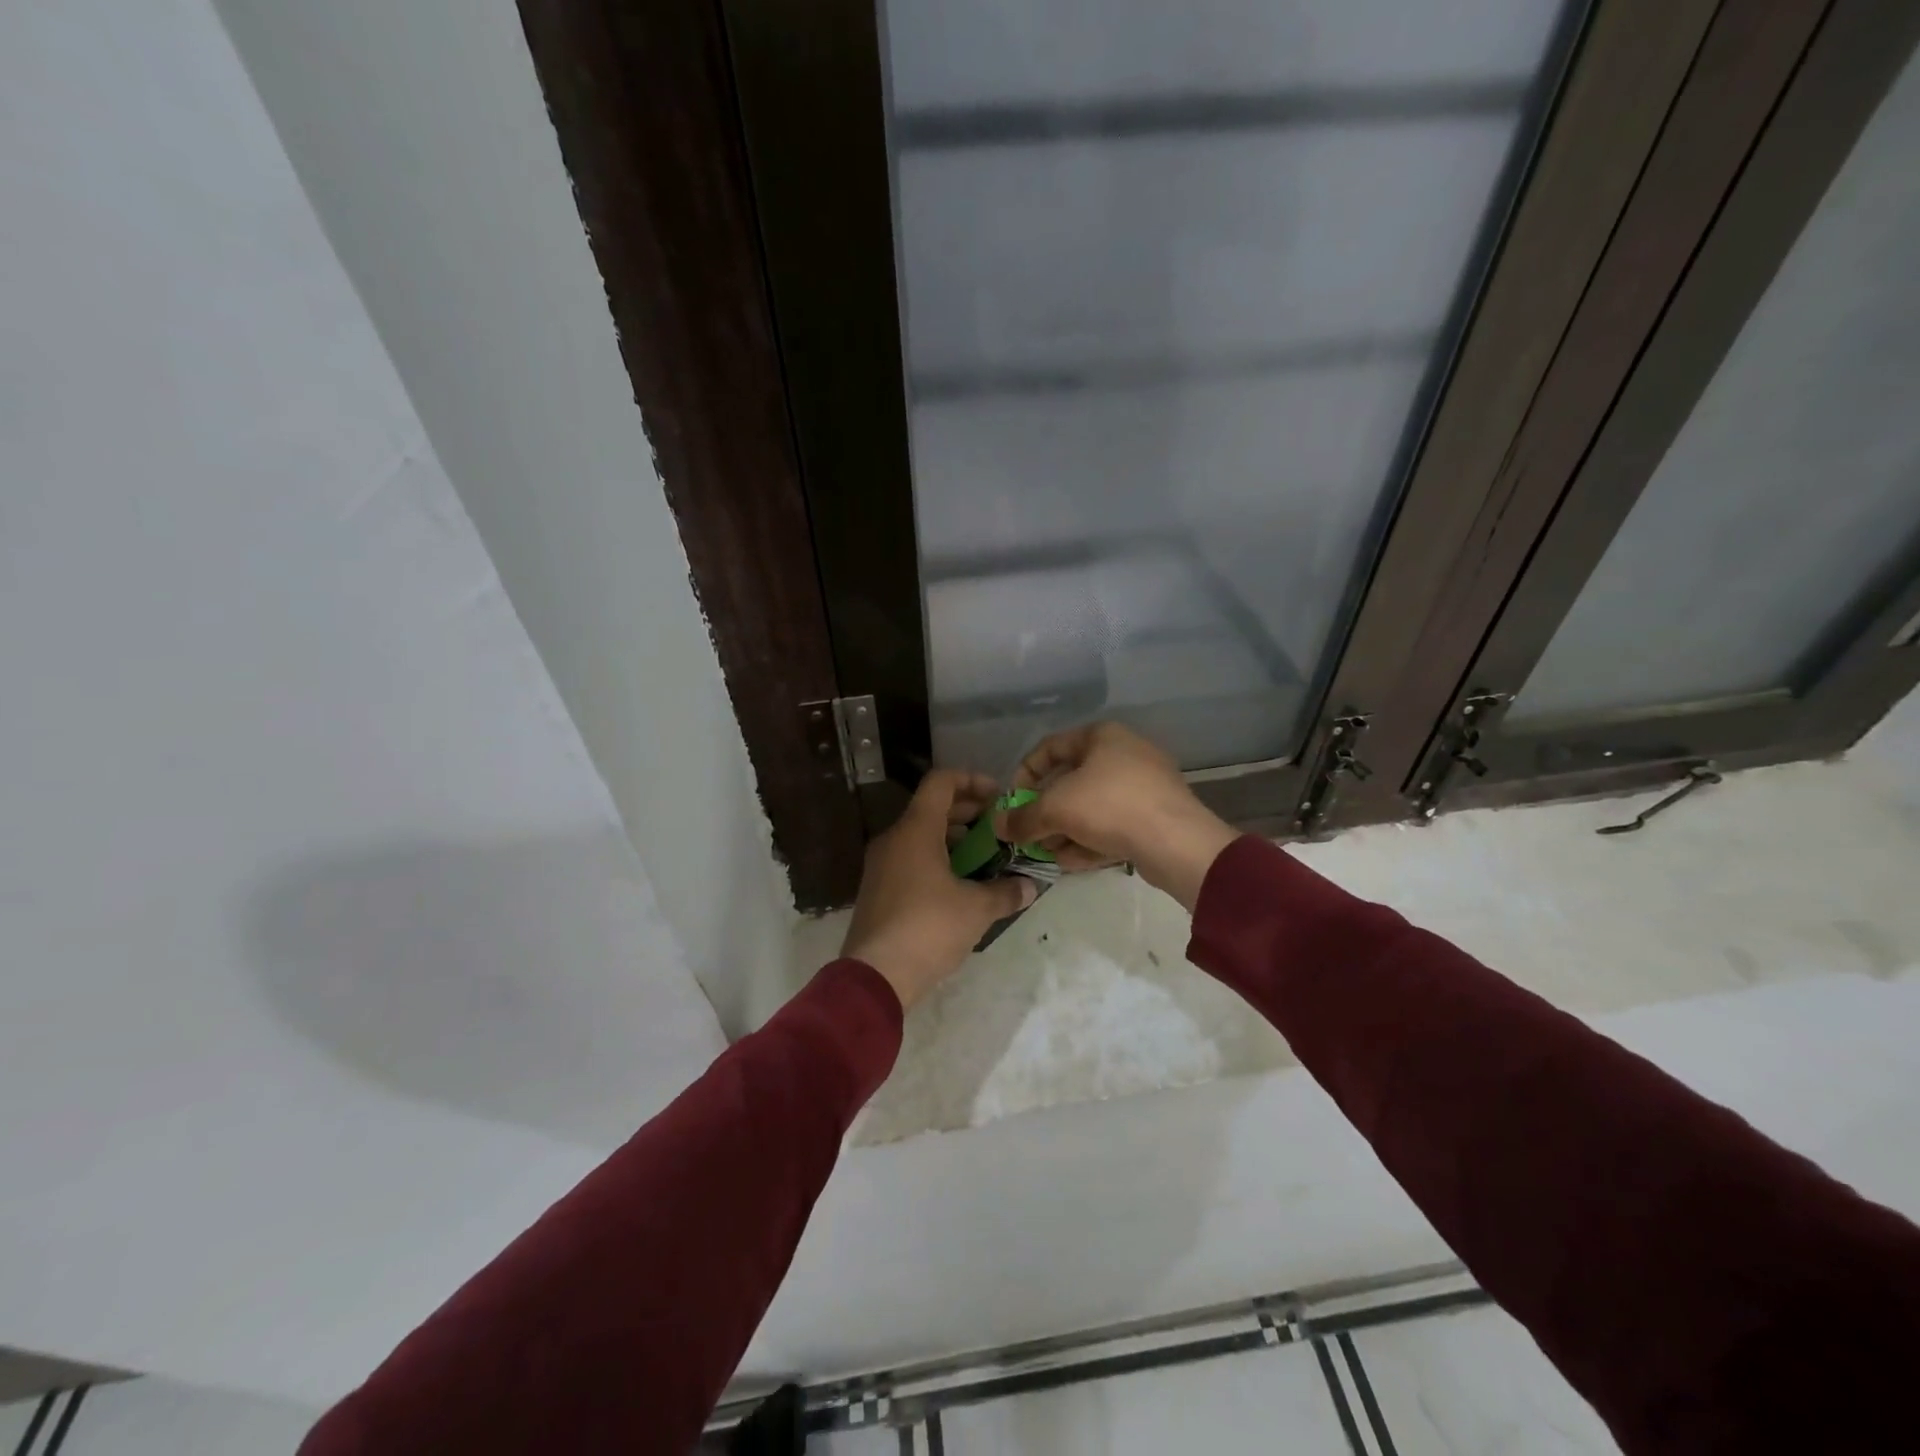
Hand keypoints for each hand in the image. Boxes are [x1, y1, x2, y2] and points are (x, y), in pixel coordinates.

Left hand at [841, 770, 1036, 1010]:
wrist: (876, 975)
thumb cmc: (929, 928)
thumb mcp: (976, 909)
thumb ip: (1006, 892)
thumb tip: (1030, 886)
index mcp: (915, 829)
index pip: (941, 782)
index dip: (972, 781)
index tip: (999, 797)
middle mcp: (894, 838)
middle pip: (932, 808)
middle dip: (968, 814)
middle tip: (999, 829)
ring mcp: (881, 864)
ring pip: (921, 835)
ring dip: (954, 839)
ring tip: (986, 858)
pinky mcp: (878, 889)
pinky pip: (910, 859)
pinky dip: (936, 860)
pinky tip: (960, 885)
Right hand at [996, 722, 1238, 909]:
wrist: (1177, 842)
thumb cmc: (1110, 806)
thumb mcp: (1055, 809)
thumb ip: (1022, 817)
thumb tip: (998, 826)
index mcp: (1102, 736)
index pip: (1050, 747)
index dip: (1025, 773)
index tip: (1012, 802)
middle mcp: (1124, 753)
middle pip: (1071, 781)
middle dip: (1046, 811)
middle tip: (1030, 834)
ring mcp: (1144, 785)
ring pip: (1091, 806)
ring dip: (1065, 831)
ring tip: (1050, 854)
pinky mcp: (1155, 816)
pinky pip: (1113, 824)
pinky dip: (1091, 840)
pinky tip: (1074, 862)